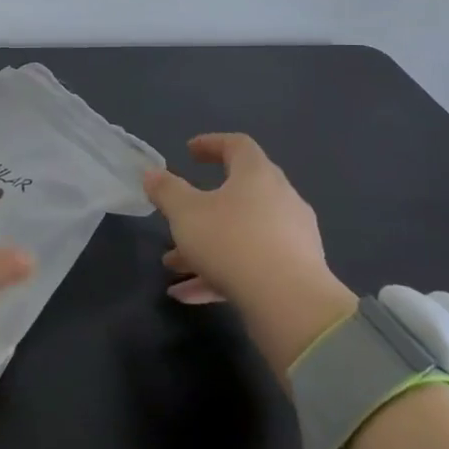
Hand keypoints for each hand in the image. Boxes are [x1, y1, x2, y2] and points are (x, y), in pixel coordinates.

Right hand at [144, 133, 356, 367]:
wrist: (291, 304)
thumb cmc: (233, 242)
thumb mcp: (186, 213)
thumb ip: (166, 191)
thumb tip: (152, 173)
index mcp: (257, 175)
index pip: (237, 145)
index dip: (212, 143)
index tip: (189, 151)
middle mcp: (280, 199)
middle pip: (238, 193)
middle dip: (201, 207)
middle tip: (177, 214)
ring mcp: (292, 237)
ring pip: (241, 234)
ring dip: (205, 247)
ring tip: (173, 266)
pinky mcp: (296, 272)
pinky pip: (252, 264)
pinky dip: (221, 273)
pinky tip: (190, 295)